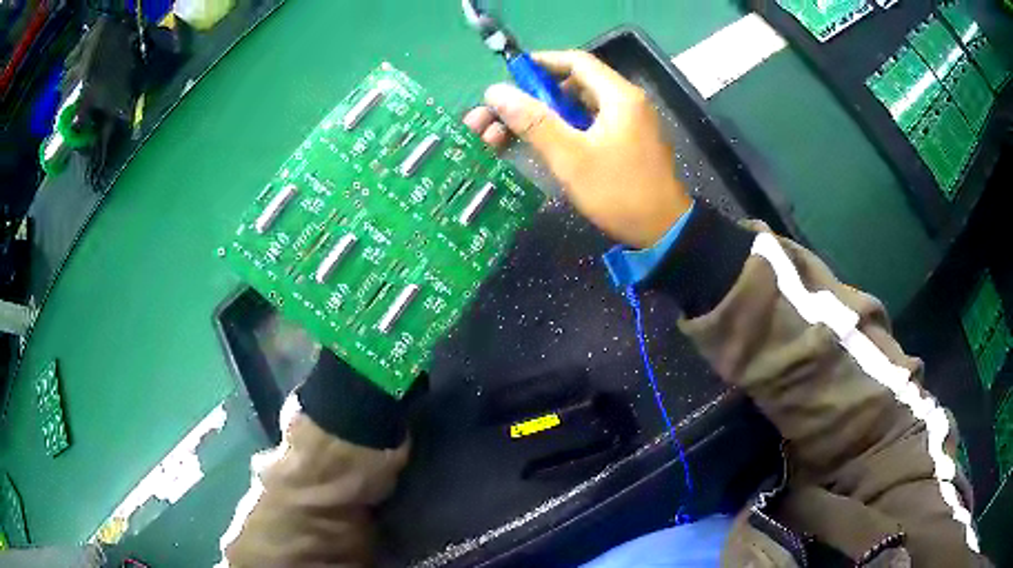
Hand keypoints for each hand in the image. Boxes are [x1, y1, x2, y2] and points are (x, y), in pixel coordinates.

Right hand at [463, 50, 692, 248]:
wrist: (664, 231)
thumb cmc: (617, 191)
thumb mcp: (570, 157)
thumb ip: (533, 121)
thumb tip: (496, 91)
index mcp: (619, 96)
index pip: (577, 61)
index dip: (543, 62)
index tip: (514, 72)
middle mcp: (630, 101)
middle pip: (583, 80)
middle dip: (547, 89)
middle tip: (519, 107)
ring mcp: (636, 121)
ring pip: (590, 102)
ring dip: (560, 108)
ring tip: (533, 127)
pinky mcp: (635, 140)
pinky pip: (600, 120)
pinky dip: (577, 123)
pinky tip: (560, 143)